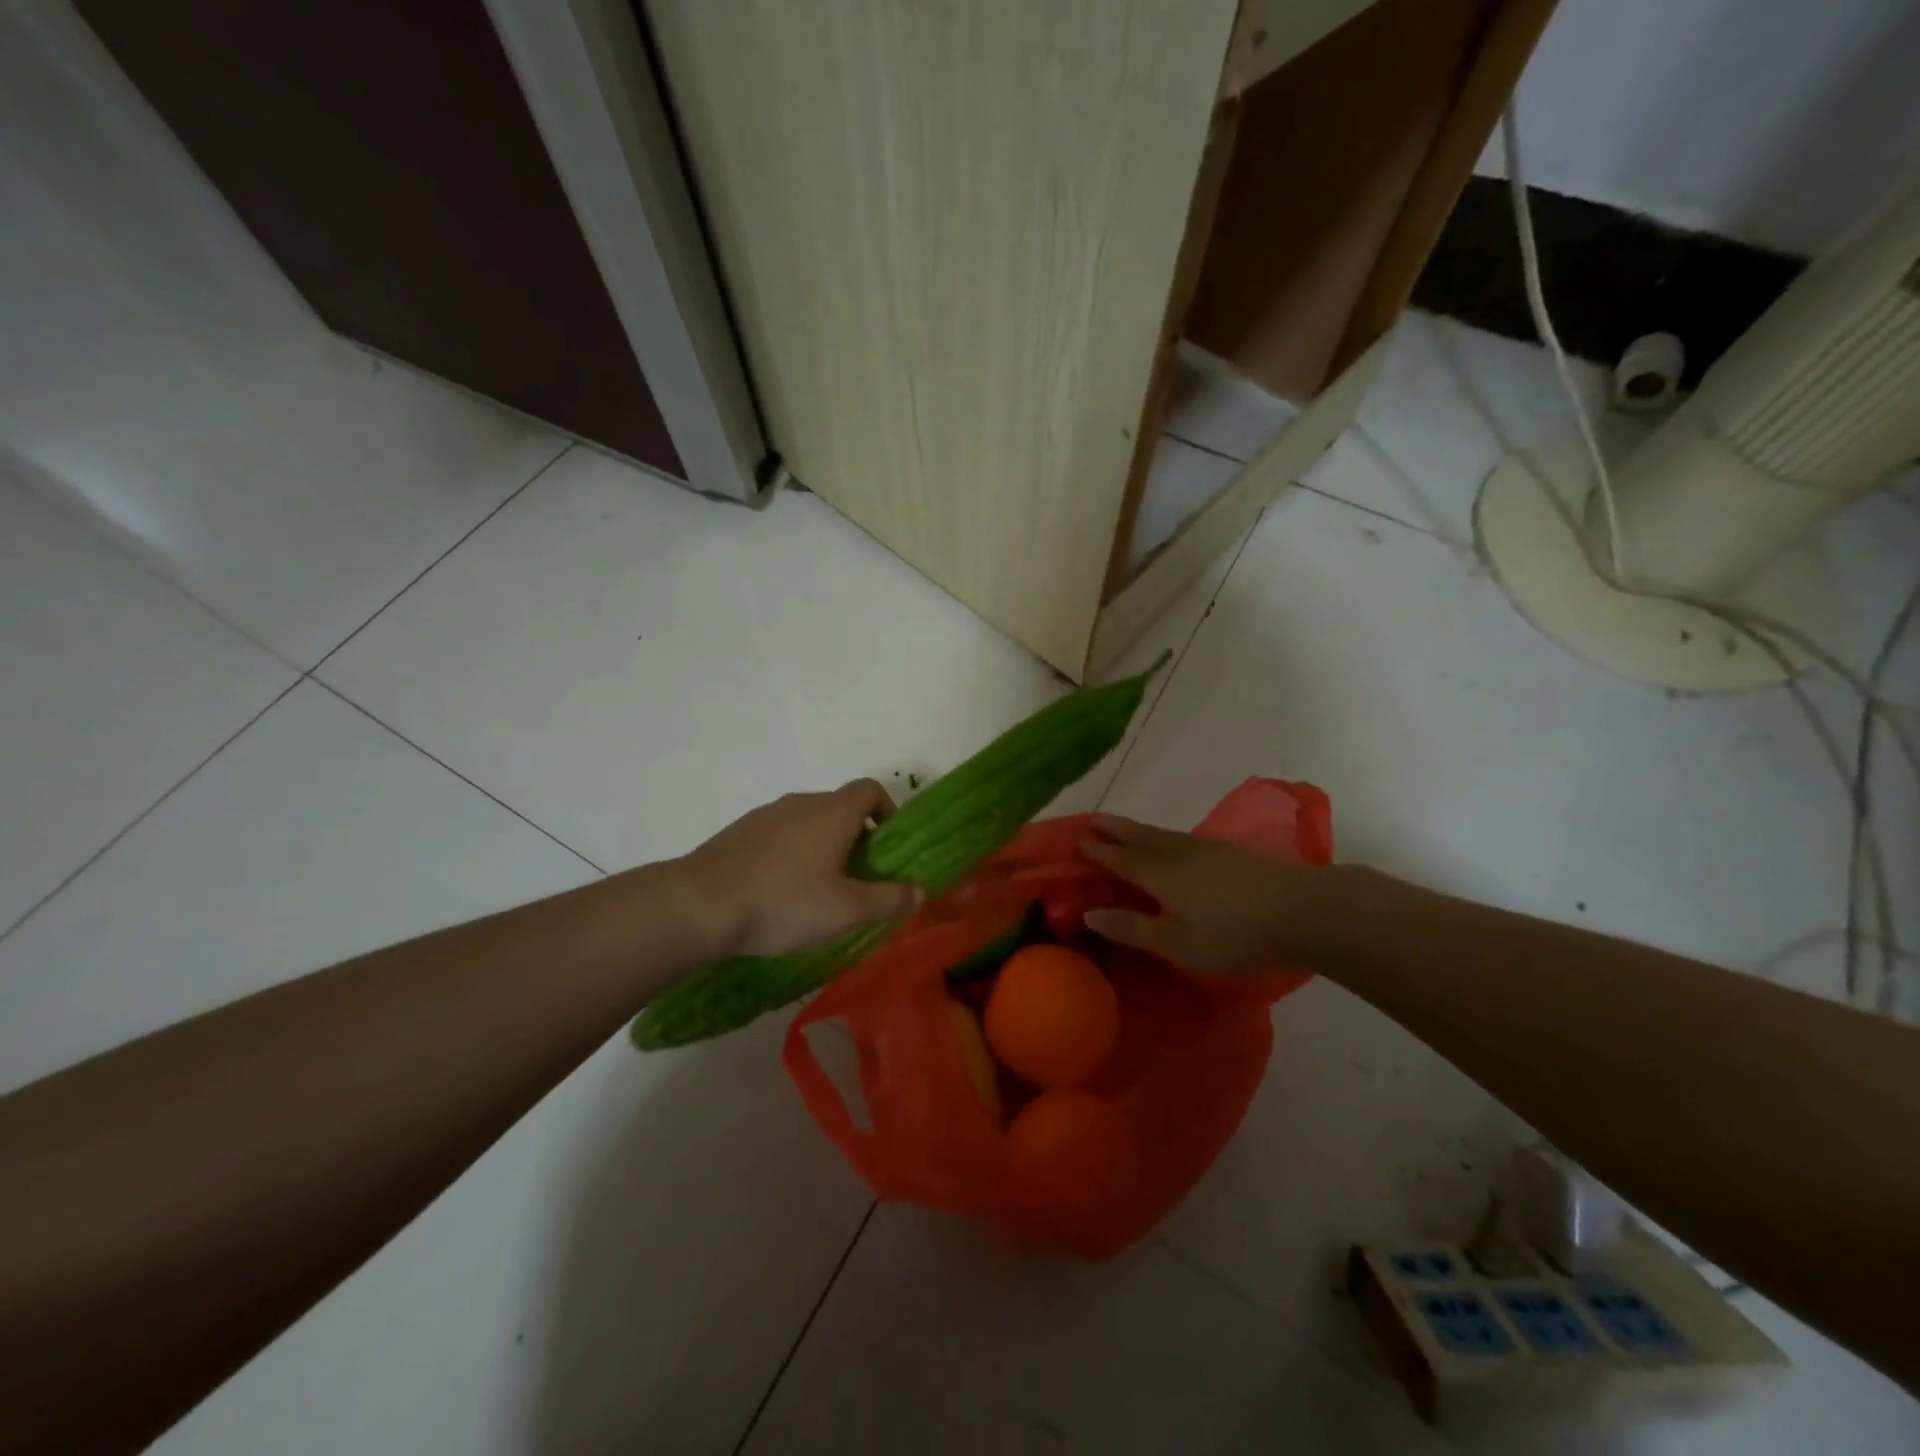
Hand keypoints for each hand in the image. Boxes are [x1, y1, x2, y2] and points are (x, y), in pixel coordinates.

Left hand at [678, 779, 922, 958]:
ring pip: (807, 821)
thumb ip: (887, 900)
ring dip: (821, 845)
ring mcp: (765, 815)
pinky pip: (778, 834)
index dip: (887, 810)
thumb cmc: (784, 902)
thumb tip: (918, 891)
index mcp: (832, 812)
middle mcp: (801, 803)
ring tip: (817, 888)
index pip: (870, 789)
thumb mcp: (845, 910)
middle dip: (855, 836)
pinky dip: (790, 852)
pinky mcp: (738, 832)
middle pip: (839, 806)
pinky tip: (779, 890)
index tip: (887, 844)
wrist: (699, 905)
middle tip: (857, 877)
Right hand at [1081, 814, 1330, 975]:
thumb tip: (1088, 914)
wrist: (1303, 911)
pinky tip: (1172, 842)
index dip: (1098, 851)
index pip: (1119, 858)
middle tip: (1092, 818)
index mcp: (1159, 873)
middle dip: (1114, 828)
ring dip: (1137, 829)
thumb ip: (1132, 928)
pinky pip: (1182, 837)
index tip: (1077, 841)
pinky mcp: (1231, 853)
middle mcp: (1177, 853)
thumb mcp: (1176, 943)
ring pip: (1162, 834)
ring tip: (1124, 827)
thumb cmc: (1233, 934)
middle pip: (1139, 836)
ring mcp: (1207, 849)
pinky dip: (1164, 836)